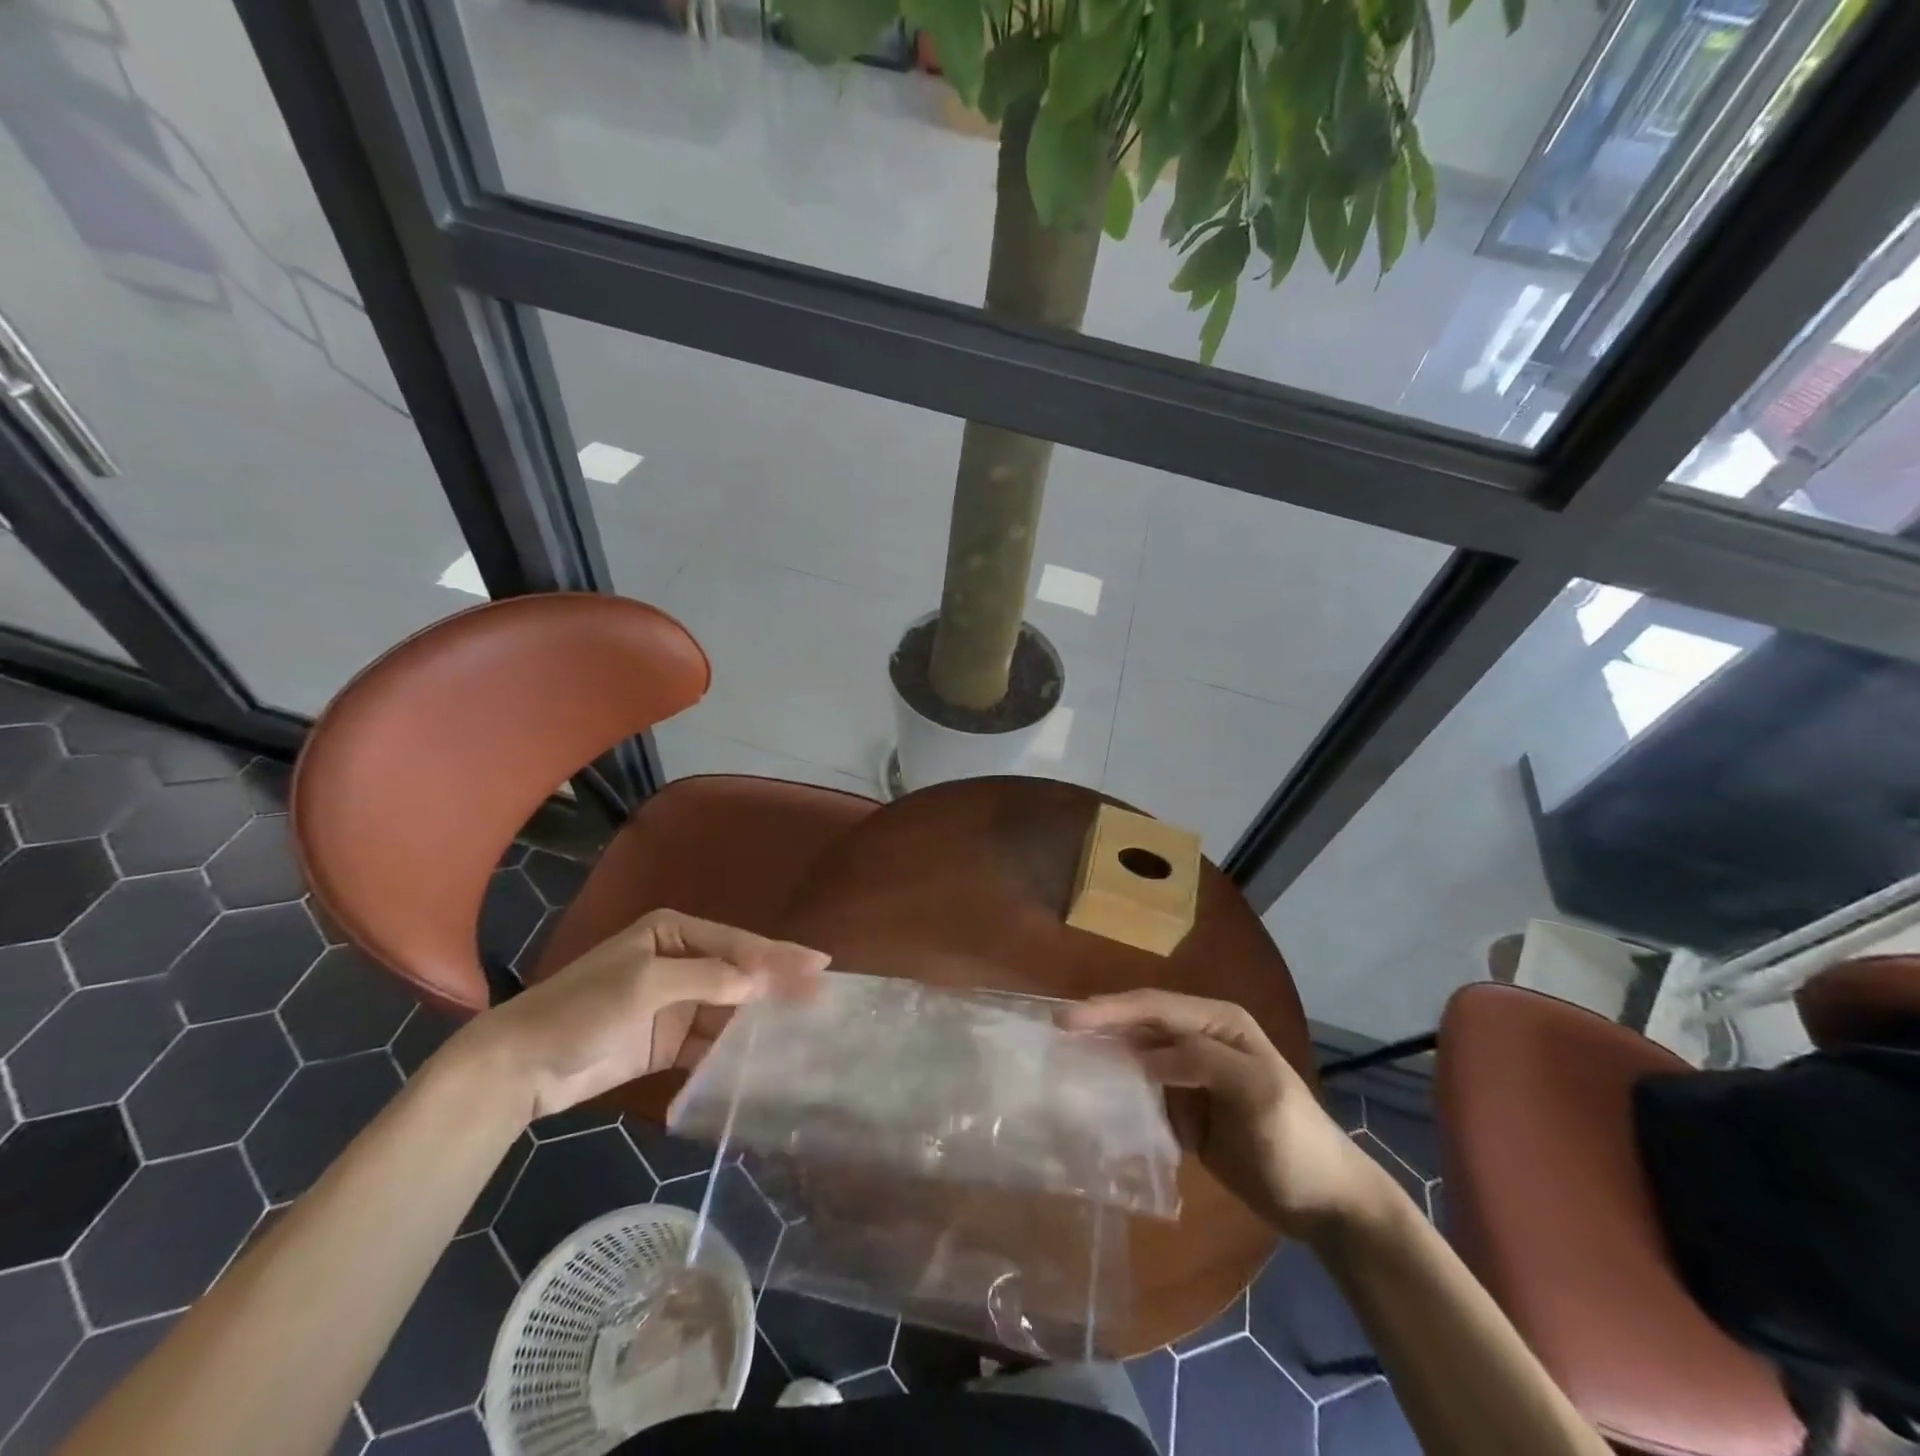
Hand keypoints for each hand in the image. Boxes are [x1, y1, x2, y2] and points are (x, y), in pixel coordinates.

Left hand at [454, 909, 828, 1121]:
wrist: (520, 1067)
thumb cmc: (581, 1009)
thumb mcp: (644, 985)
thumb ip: (705, 978)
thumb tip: (759, 979)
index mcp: (673, 932)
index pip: (736, 942)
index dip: (778, 954)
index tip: (819, 965)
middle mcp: (680, 961)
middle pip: (739, 972)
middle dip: (777, 984)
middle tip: (822, 996)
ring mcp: (675, 1002)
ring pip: (730, 1007)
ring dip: (761, 1018)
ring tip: (804, 1029)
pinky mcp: (667, 1040)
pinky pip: (711, 1041)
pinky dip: (734, 1049)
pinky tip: (764, 1059)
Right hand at [1064, 990, 1396, 1241]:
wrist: (1325, 1204)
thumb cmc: (1297, 1141)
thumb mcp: (1259, 1093)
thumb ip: (1203, 1063)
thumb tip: (1143, 1057)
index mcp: (1219, 1023)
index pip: (1156, 1007)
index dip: (1112, 1010)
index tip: (1069, 1020)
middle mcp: (1200, 1038)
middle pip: (1141, 1024)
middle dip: (1101, 1026)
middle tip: (1056, 1034)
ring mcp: (1191, 1074)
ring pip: (1137, 1054)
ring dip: (1105, 1055)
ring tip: (1064, 1059)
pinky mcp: (1184, 1107)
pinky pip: (1143, 1090)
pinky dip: (1118, 1090)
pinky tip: (1094, 1096)